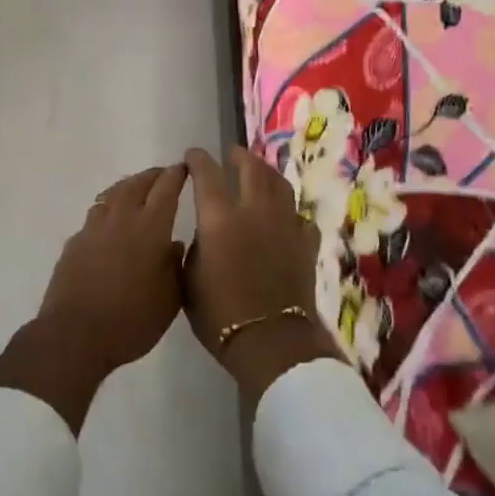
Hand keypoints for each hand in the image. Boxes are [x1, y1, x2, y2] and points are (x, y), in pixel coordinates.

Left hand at [0, 165, 187, 431]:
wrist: (75, 335)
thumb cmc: (131, 320)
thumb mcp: (169, 299)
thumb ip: (175, 266)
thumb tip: (175, 243)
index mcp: (150, 228)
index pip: (166, 189)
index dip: (176, 175)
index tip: (184, 167)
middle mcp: (121, 218)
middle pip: (137, 185)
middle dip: (152, 176)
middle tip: (163, 174)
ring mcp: (94, 228)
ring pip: (113, 194)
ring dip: (128, 186)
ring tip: (136, 188)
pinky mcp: (75, 242)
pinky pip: (95, 214)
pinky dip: (108, 207)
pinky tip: (109, 219)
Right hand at [183, 147, 341, 403]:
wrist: (270, 341)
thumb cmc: (219, 314)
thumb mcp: (189, 280)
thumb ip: (194, 248)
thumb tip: (203, 234)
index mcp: (219, 218)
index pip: (207, 174)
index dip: (198, 160)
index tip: (192, 155)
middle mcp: (253, 211)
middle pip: (251, 168)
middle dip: (239, 156)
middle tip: (232, 154)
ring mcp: (284, 225)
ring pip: (279, 185)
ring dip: (267, 173)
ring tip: (259, 172)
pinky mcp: (305, 244)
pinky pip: (300, 217)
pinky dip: (290, 212)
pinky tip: (285, 217)